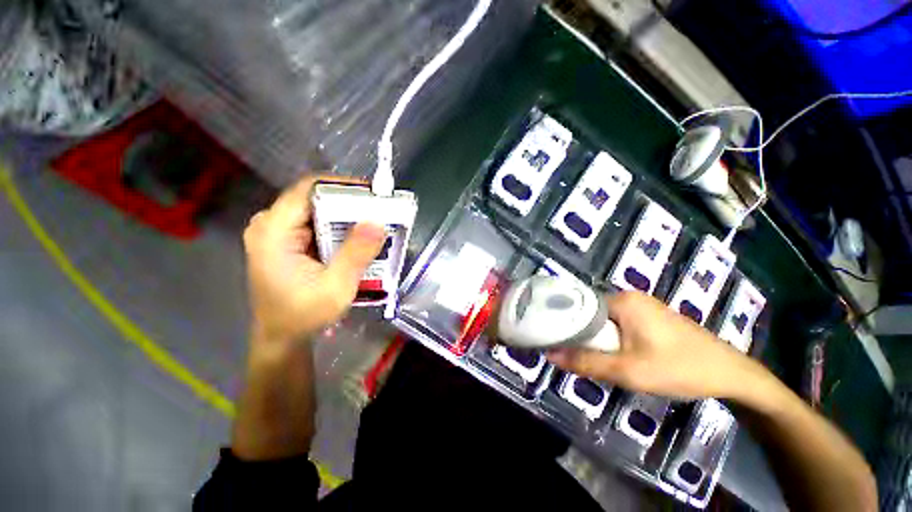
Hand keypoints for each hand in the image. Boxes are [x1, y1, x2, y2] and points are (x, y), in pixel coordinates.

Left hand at [243, 176, 386, 350]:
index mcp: (273, 232)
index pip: (309, 189)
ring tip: (375, 223)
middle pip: (315, 198)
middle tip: (381, 211)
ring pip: (318, 210)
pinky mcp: (287, 242)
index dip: (343, 186)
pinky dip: (339, 228)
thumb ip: (356, 254)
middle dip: (350, 202)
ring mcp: (277, 233)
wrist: (282, 337)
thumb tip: (378, 222)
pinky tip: (358, 238)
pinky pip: (317, 224)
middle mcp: (270, 225)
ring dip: (347, 216)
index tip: (374, 193)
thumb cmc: (303, 316)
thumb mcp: (336, 288)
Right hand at [547, 291, 765, 399]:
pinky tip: (617, 356)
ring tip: (594, 359)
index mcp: (623, 300)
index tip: (555, 341)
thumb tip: (549, 354)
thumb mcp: (628, 371)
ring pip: (605, 321)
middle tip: (576, 357)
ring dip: (598, 340)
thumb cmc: (680, 368)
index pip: (579, 305)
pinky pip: (619, 325)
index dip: (565, 323)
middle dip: (583, 335)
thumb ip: (586, 362)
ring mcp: (642, 307)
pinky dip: (612, 340)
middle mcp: (630, 297)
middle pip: (591, 314)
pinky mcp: (651, 318)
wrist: (732, 375)